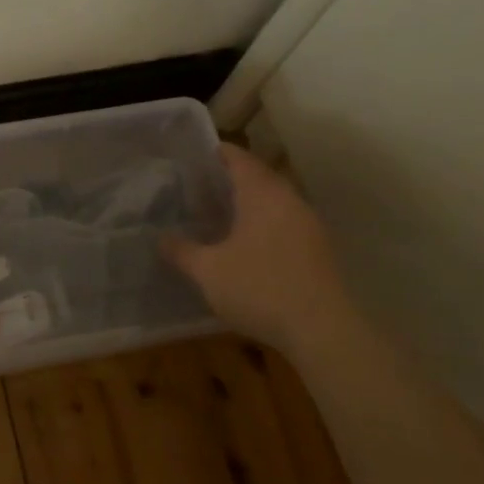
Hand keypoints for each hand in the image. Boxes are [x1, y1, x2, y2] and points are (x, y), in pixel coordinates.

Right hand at [163, 143, 347, 352]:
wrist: (322, 331)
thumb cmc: (260, 288)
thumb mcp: (209, 271)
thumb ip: (183, 252)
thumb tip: (161, 239)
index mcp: (261, 194)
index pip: (240, 159)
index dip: (220, 152)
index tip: (200, 154)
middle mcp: (288, 201)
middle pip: (260, 177)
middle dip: (235, 177)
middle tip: (204, 185)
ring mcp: (309, 225)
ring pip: (276, 201)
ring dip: (252, 202)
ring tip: (223, 213)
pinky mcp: (319, 250)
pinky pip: (287, 222)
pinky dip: (267, 223)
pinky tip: (249, 243)